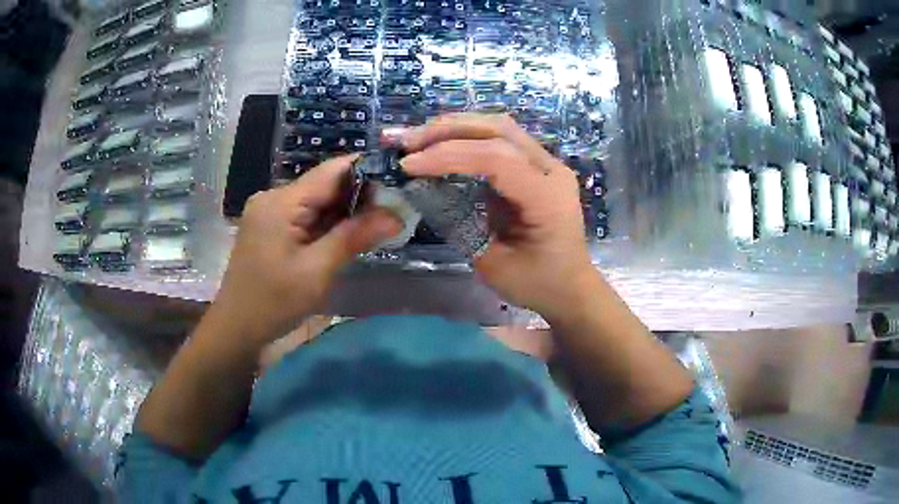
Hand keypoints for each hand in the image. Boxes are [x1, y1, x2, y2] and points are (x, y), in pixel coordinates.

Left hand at [211, 156, 400, 347]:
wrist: (236, 328)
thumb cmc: (274, 302)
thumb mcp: (317, 271)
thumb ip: (354, 237)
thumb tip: (395, 215)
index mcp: (281, 202)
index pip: (332, 171)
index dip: (367, 172)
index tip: (399, 183)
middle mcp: (273, 198)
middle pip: (324, 184)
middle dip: (360, 195)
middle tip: (394, 211)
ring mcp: (269, 212)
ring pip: (316, 201)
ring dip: (345, 211)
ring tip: (379, 223)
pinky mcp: (270, 227)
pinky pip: (305, 215)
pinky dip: (328, 223)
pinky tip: (348, 235)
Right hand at [387, 113, 599, 320]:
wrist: (571, 287)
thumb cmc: (537, 284)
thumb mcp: (494, 264)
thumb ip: (461, 224)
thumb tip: (425, 189)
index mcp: (547, 197)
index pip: (496, 159)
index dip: (448, 155)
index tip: (408, 165)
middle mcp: (551, 170)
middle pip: (498, 130)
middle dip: (447, 131)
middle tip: (407, 142)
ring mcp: (547, 163)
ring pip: (499, 127)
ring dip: (455, 128)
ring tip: (418, 139)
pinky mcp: (536, 165)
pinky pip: (500, 139)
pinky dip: (467, 137)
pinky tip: (441, 143)